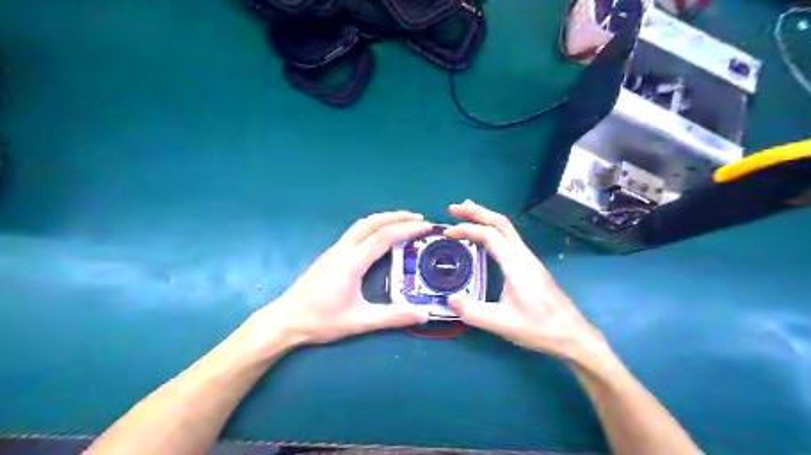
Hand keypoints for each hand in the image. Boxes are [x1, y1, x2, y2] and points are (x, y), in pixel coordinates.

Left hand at [253, 211, 430, 347]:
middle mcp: (343, 250)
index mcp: (352, 262)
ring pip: (361, 224)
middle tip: (419, 218)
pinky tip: (380, 236)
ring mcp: (334, 250)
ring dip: (384, 219)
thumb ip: (392, 318)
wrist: (284, 320)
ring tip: (403, 222)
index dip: (407, 229)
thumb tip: (423, 315)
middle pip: (372, 222)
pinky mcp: (329, 255)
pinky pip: (355, 232)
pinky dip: (373, 226)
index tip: (426, 227)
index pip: (384, 237)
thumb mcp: (359, 322)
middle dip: (397, 217)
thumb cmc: (321, 321)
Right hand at [443, 201, 608, 364]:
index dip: (467, 230)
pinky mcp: (530, 266)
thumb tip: (449, 299)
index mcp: (516, 264)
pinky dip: (493, 230)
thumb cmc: (539, 328)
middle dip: (476, 212)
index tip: (447, 233)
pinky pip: (509, 239)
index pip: (489, 235)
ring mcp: (528, 259)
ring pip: (506, 229)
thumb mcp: (502, 323)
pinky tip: (485, 238)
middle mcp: (523, 255)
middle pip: (500, 223)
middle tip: (454, 208)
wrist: (572, 334)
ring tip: (467, 213)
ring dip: (486, 218)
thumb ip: (473, 312)